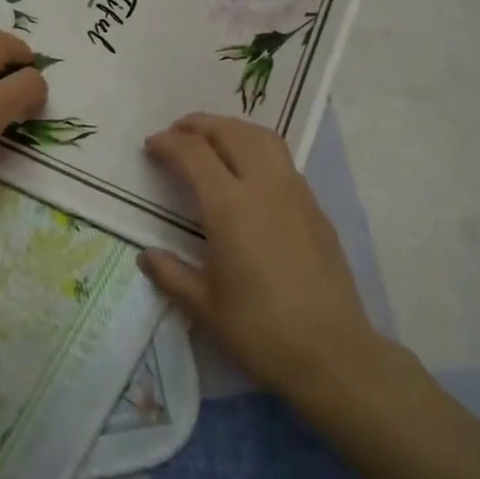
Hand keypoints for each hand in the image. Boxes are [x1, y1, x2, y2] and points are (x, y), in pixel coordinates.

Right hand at [140, 113, 393, 404]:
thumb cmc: (260, 331)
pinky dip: (257, 148)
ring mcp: (295, 194)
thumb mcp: (203, 306)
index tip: (151, 146)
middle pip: (230, 132)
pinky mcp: (316, 208)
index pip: (194, 154)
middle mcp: (264, 187)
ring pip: (262, 138)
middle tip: (177, 132)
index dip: (168, 143)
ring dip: (232, 129)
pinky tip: (248, 172)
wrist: (332, 354)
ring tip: (212, 138)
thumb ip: (170, 274)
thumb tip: (147, 255)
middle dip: (199, 125)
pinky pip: (282, 160)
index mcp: (229, 207)